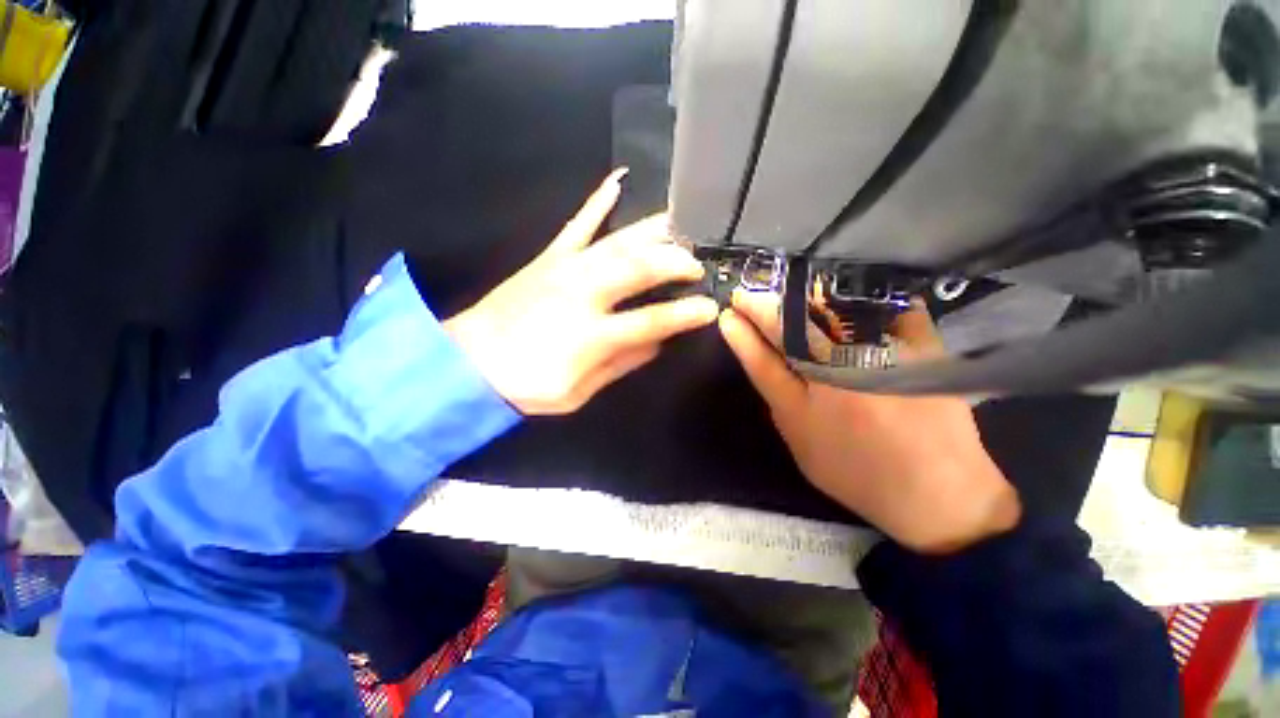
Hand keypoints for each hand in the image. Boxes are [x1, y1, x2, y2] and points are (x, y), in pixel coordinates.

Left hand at [445, 170, 718, 414]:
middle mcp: (582, 293)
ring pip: (618, 240)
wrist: (466, 364)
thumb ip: (621, 364)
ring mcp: (564, 269)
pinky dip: (597, 201)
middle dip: (676, 262)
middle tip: (698, 265)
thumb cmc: (526, 386)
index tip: (709, 309)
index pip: (652, 320)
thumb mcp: (577, 392)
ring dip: (654, 232)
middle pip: (639, 267)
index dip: (685, 314)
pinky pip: (577, 223)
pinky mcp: (548, 258)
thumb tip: (657, 343)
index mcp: (591, 334)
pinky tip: (617, 180)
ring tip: (681, 226)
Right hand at [718, 291, 1020, 553]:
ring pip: (834, 309)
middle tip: (750, 294)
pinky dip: (851, 293)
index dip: (745, 329)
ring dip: (802, 295)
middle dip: (766, 303)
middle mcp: (844, 373)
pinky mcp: (921, 346)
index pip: (765, 356)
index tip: (730, 310)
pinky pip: (881, 305)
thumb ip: (774, 387)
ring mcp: (885, 355)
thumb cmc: (855, 470)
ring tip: (782, 289)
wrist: (938, 491)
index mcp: (810, 404)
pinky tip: (832, 290)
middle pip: (797, 325)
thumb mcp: (800, 436)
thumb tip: (751, 345)